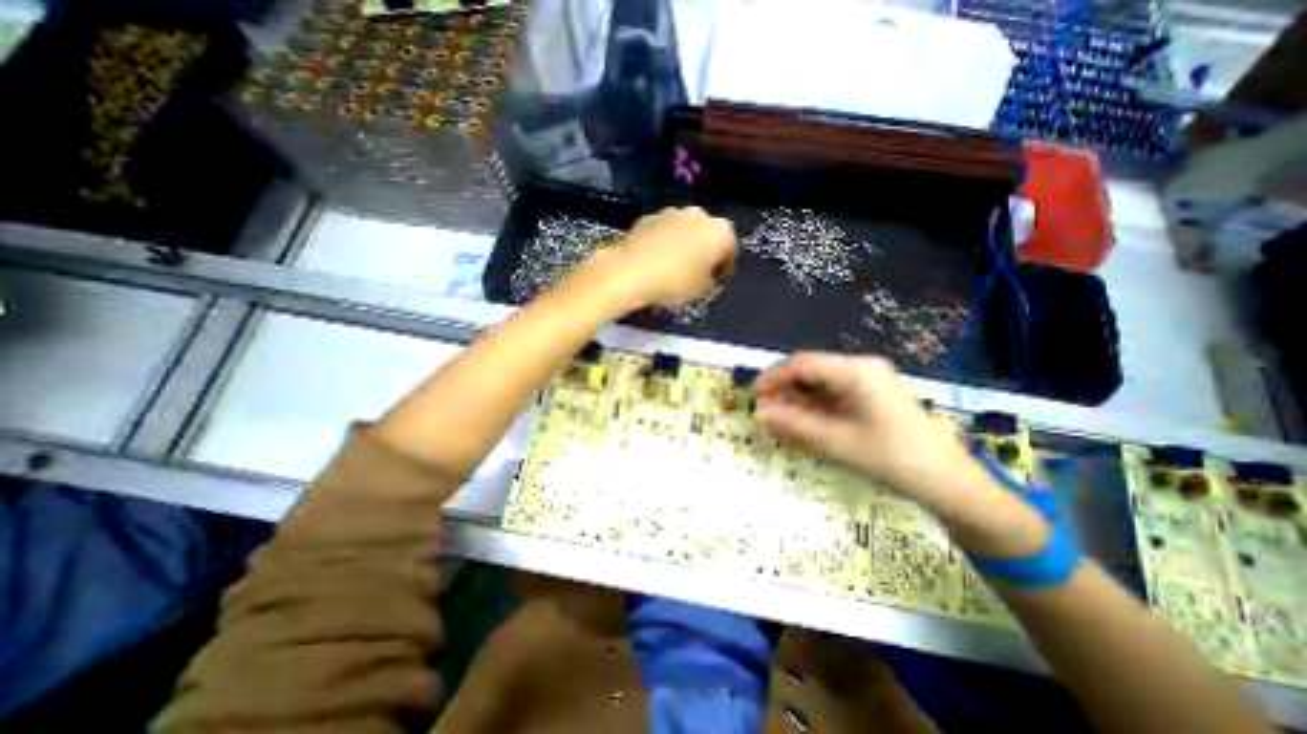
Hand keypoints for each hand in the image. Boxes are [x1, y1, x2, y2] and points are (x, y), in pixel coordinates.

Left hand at [599, 206, 734, 308]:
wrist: (631, 272)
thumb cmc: (674, 283)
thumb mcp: (701, 291)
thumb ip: (710, 282)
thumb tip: (707, 279)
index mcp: (720, 232)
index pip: (730, 248)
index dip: (725, 267)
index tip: (718, 281)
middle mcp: (699, 214)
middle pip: (708, 234)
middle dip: (705, 251)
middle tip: (699, 272)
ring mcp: (672, 212)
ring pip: (685, 230)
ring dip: (685, 244)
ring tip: (676, 266)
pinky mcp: (649, 217)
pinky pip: (664, 231)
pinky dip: (665, 242)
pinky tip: (657, 260)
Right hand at [757, 353, 978, 514]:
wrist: (945, 481)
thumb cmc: (891, 458)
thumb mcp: (835, 441)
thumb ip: (794, 424)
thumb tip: (761, 413)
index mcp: (856, 371)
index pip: (803, 364)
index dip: (775, 378)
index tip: (755, 397)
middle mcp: (860, 369)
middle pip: (810, 373)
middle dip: (785, 393)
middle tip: (766, 415)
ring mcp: (866, 382)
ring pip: (818, 386)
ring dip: (797, 403)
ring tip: (779, 424)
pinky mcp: (868, 396)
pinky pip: (832, 398)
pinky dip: (813, 411)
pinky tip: (800, 427)